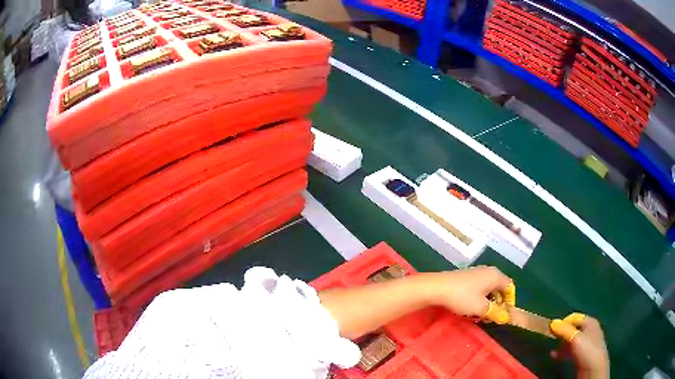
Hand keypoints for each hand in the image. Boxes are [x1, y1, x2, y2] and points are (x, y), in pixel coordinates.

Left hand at [420, 266, 513, 323]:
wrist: (437, 287)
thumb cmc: (463, 297)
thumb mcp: (481, 308)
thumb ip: (496, 312)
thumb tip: (505, 317)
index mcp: (495, 275)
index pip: (510, 287)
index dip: (510, 301)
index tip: (504, 314)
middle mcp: (488, 271)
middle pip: (500, 287)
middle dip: (498, 303)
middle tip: (492, 317)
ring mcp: (477, 273)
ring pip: (489, 289)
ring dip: (488, 302)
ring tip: (481, 315)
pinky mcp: (467, 277)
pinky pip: (479, 288)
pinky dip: (479, 298)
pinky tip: (471, 308)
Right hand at [550, 313, 609, 378]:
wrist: (593, 369)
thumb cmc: (587, 350)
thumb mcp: (576, 338)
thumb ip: (565, 330)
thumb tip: (553, 322)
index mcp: (590, 322)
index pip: (574, 317)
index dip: (563, 322)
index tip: (552, 331)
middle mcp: (588, 330)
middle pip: (572, 329)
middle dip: (561, 334)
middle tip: (550, 340)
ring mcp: (585, 344)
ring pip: (570, 341)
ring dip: (561, 344)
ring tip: (551, 350)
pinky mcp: (581, 355)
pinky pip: (569, 351)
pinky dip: (562, 353)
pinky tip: (555, 357)